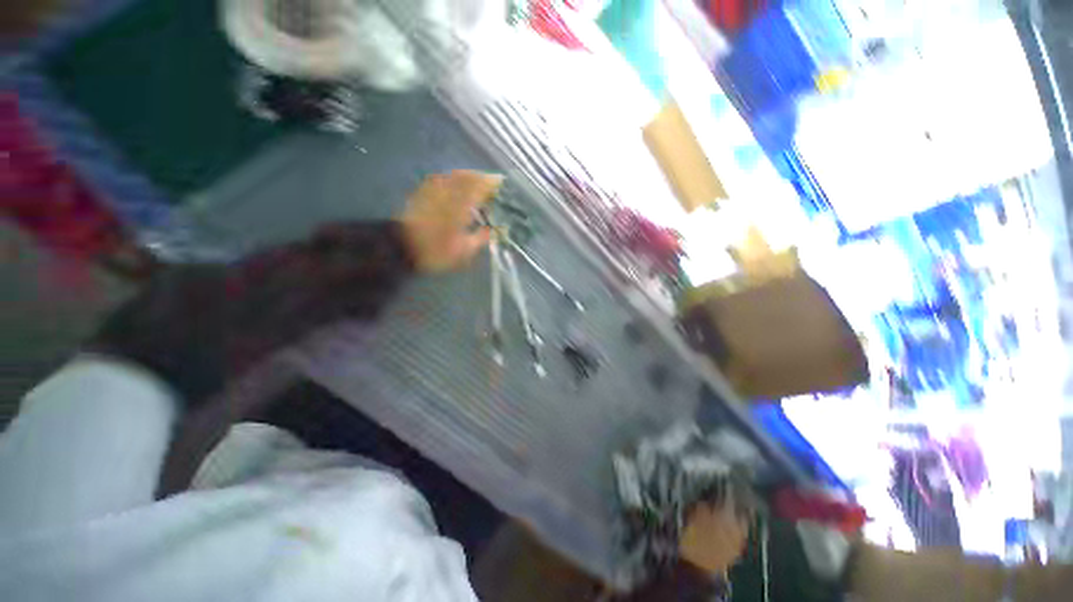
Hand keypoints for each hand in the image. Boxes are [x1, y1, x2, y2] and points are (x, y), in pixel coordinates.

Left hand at [400, 170, 501, 272]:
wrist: (402, 247)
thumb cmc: (436, 251)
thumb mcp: (464, 251)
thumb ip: (482, 238)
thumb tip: (497, 230)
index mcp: (460, 206)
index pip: (480, 187)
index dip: (492, 184)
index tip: (502, 184)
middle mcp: (448, 192)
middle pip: (468, 177)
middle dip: (482, 178)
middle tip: (492, 184)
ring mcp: (434, 189)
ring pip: (455, 175)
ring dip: (469, 176)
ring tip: (478, 183)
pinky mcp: (423, 191)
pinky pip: (442, 178)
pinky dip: (453, 179)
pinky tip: (456, 185)